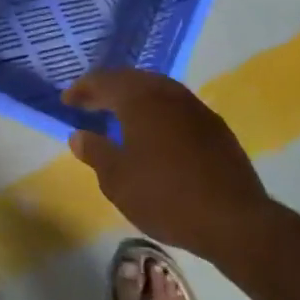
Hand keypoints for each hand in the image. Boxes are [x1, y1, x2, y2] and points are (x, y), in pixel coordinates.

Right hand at [63, 70, 272, 269]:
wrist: (234, 220)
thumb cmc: (166, 196)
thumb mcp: (117, 180)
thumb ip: (95, 152)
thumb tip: (78, 135)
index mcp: (141, 99)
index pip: (104, 82)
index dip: (82, 90)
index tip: (66, 101)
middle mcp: (169, 94)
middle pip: (132, 79)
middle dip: (108, 88)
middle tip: (89, 101)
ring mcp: (196, 108)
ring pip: (158, 90)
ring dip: (134, 97)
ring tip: (119, 113)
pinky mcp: (215, 127)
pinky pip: (176, 107)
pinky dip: (157, 111)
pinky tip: (154, 131)